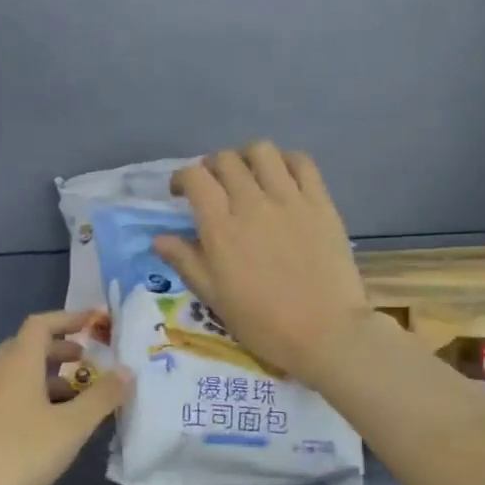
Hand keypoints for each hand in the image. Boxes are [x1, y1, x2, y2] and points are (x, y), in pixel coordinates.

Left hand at [0, 311, 131, 484]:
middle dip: (58, 350)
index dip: (69, 318)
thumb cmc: (23, 454)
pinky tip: (39, 427)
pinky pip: (2, 395)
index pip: (41, 324)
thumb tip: (126, 372)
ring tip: (70, 401)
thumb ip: (102, 397)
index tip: (93, 322)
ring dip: (43, 377)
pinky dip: (26, 396)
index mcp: (17, 363)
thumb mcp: (72, 427)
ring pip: (13, 374)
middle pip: (26, 347)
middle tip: (85, 364)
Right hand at [153, 142, 370, 384]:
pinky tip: (281, 177)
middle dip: (212, 168)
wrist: (324, 333)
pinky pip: (301, 163)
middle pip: (226, 160)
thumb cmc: (262, 323)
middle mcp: (252, 203)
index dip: (182, 178)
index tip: (180, 193)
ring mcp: (290, 199)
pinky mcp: (321, 203)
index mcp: (221, 228)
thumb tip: (160, 238)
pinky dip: (285, 161)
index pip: (195, 178)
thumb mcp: (214, 298)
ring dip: (246, 158)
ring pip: (262, 152)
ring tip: (247, 176)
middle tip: (213, 187)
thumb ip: (186, 262)